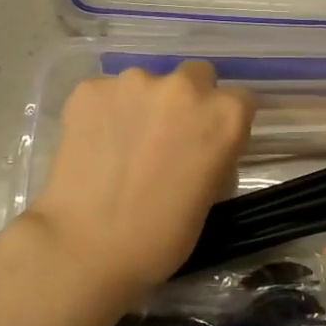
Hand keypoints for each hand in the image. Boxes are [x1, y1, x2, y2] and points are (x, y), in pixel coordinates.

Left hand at [23, 62, 252, 305]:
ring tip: (123, 145)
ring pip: (146, 84)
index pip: (240, 100)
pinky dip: (104, 112)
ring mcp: (132, 82)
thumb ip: (212, 155)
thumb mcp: (209, 196)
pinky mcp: (89, 89)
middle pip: (196, 77)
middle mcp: (183, 87)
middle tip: (167, 137)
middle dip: (187, 101)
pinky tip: (94, 145)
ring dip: (142, 105)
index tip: (209, 142)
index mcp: (224, 114)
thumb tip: (197, 146)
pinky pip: (106, 94)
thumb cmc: (160, 238)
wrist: (85, 248)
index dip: (224, 121)